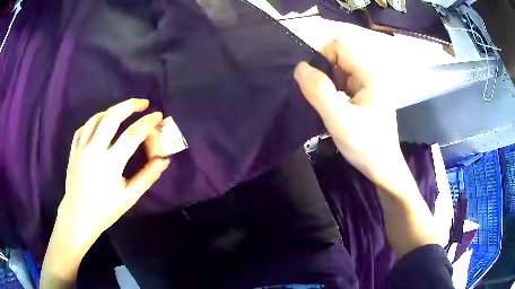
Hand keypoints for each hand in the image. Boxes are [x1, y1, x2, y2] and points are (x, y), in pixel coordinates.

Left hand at [58, 98, 169, 252]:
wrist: (78, 217)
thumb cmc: (105, 210)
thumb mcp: (129, 197)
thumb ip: (147, 177)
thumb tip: (164, 159)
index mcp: (110, 164)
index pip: (132, 135)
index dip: (147, 123)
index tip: (158, 116)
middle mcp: (94, 150)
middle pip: (112, 117)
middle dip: (129, 105)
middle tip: (142, 103)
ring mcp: (81, 148)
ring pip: (96, 118)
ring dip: (112, 110)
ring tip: (123, 111)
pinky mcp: (74, 150)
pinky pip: (84, 128)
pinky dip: (95, 121)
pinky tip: (101, 124)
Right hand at [294, 40, 402, 190]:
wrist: (383, 170)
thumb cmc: (366, 146)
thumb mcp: (339, 120)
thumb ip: (319, 92)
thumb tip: (300, 68)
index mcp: (370, 74)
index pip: (338, 47)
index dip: (320, 58)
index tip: (311, 81)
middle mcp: (371, 75)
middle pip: (340, 58)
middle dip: (323, 72)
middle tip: (317, 96)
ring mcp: (370, 86)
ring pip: (341, 71)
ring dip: (328, 83)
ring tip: (325, 104)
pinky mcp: (367, 97)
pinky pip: (345, 83)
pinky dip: (334, 91)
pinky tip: (333, 108)